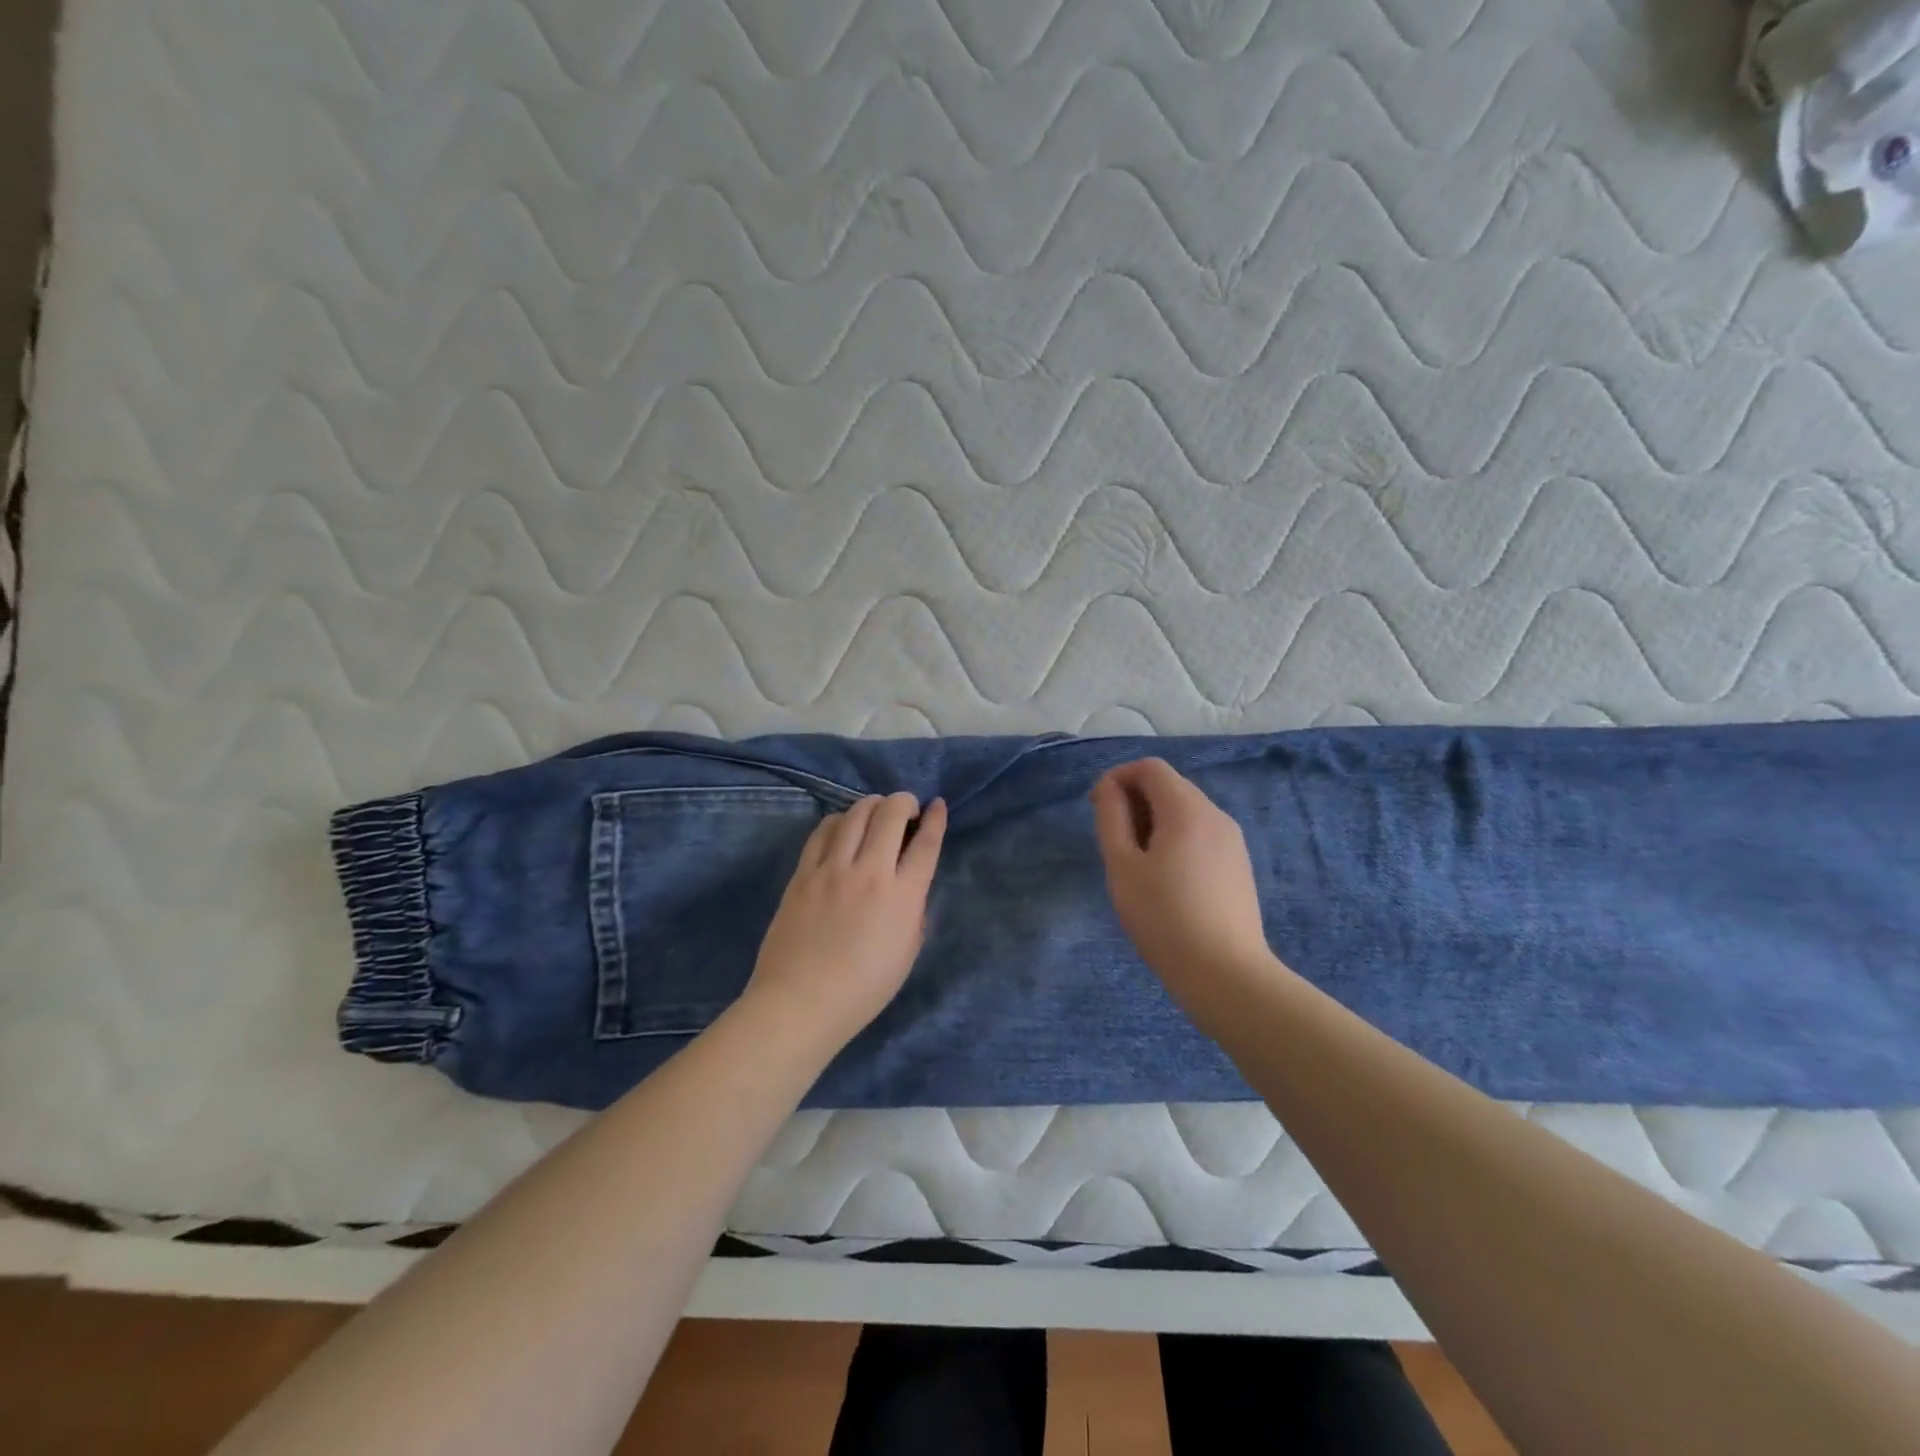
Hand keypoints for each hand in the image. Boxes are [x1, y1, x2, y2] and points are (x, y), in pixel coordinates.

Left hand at [746, 792, 947, 1051]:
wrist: (801, 1002)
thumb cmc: (863, 989)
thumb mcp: (907, 953)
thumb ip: (913, 911)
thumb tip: (908, 886)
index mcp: (902, 897)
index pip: (926, 844)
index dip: (935, 819)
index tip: (937, 805)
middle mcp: (870, 873)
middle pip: (890, 814)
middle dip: (904, 802)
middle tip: (906, 809)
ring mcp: (832, 869)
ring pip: (855, 814)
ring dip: (872, 805)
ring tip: (876, 811)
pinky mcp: (803, 873)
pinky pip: (822, 831)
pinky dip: (838, 820)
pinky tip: (843, 826)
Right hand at [1091, 758, 1275, 986]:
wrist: (1225, 974)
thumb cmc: (1164, 917)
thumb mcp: (1123, 866)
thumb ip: (1111, 818)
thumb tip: (1110, 788)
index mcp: (1187, 809)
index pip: (1150, 768)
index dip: (1118, 778)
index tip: (1098, 809)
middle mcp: (1216, 815)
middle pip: (1170, 786)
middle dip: (1135, 801)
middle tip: (1112, 841)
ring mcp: (1232, 841)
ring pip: (1185, 812)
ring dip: (1154, 822)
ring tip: (1136, 864)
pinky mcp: (1239, 865)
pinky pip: (1200, 835)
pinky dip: (1175, 840)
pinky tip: (1165, 880)